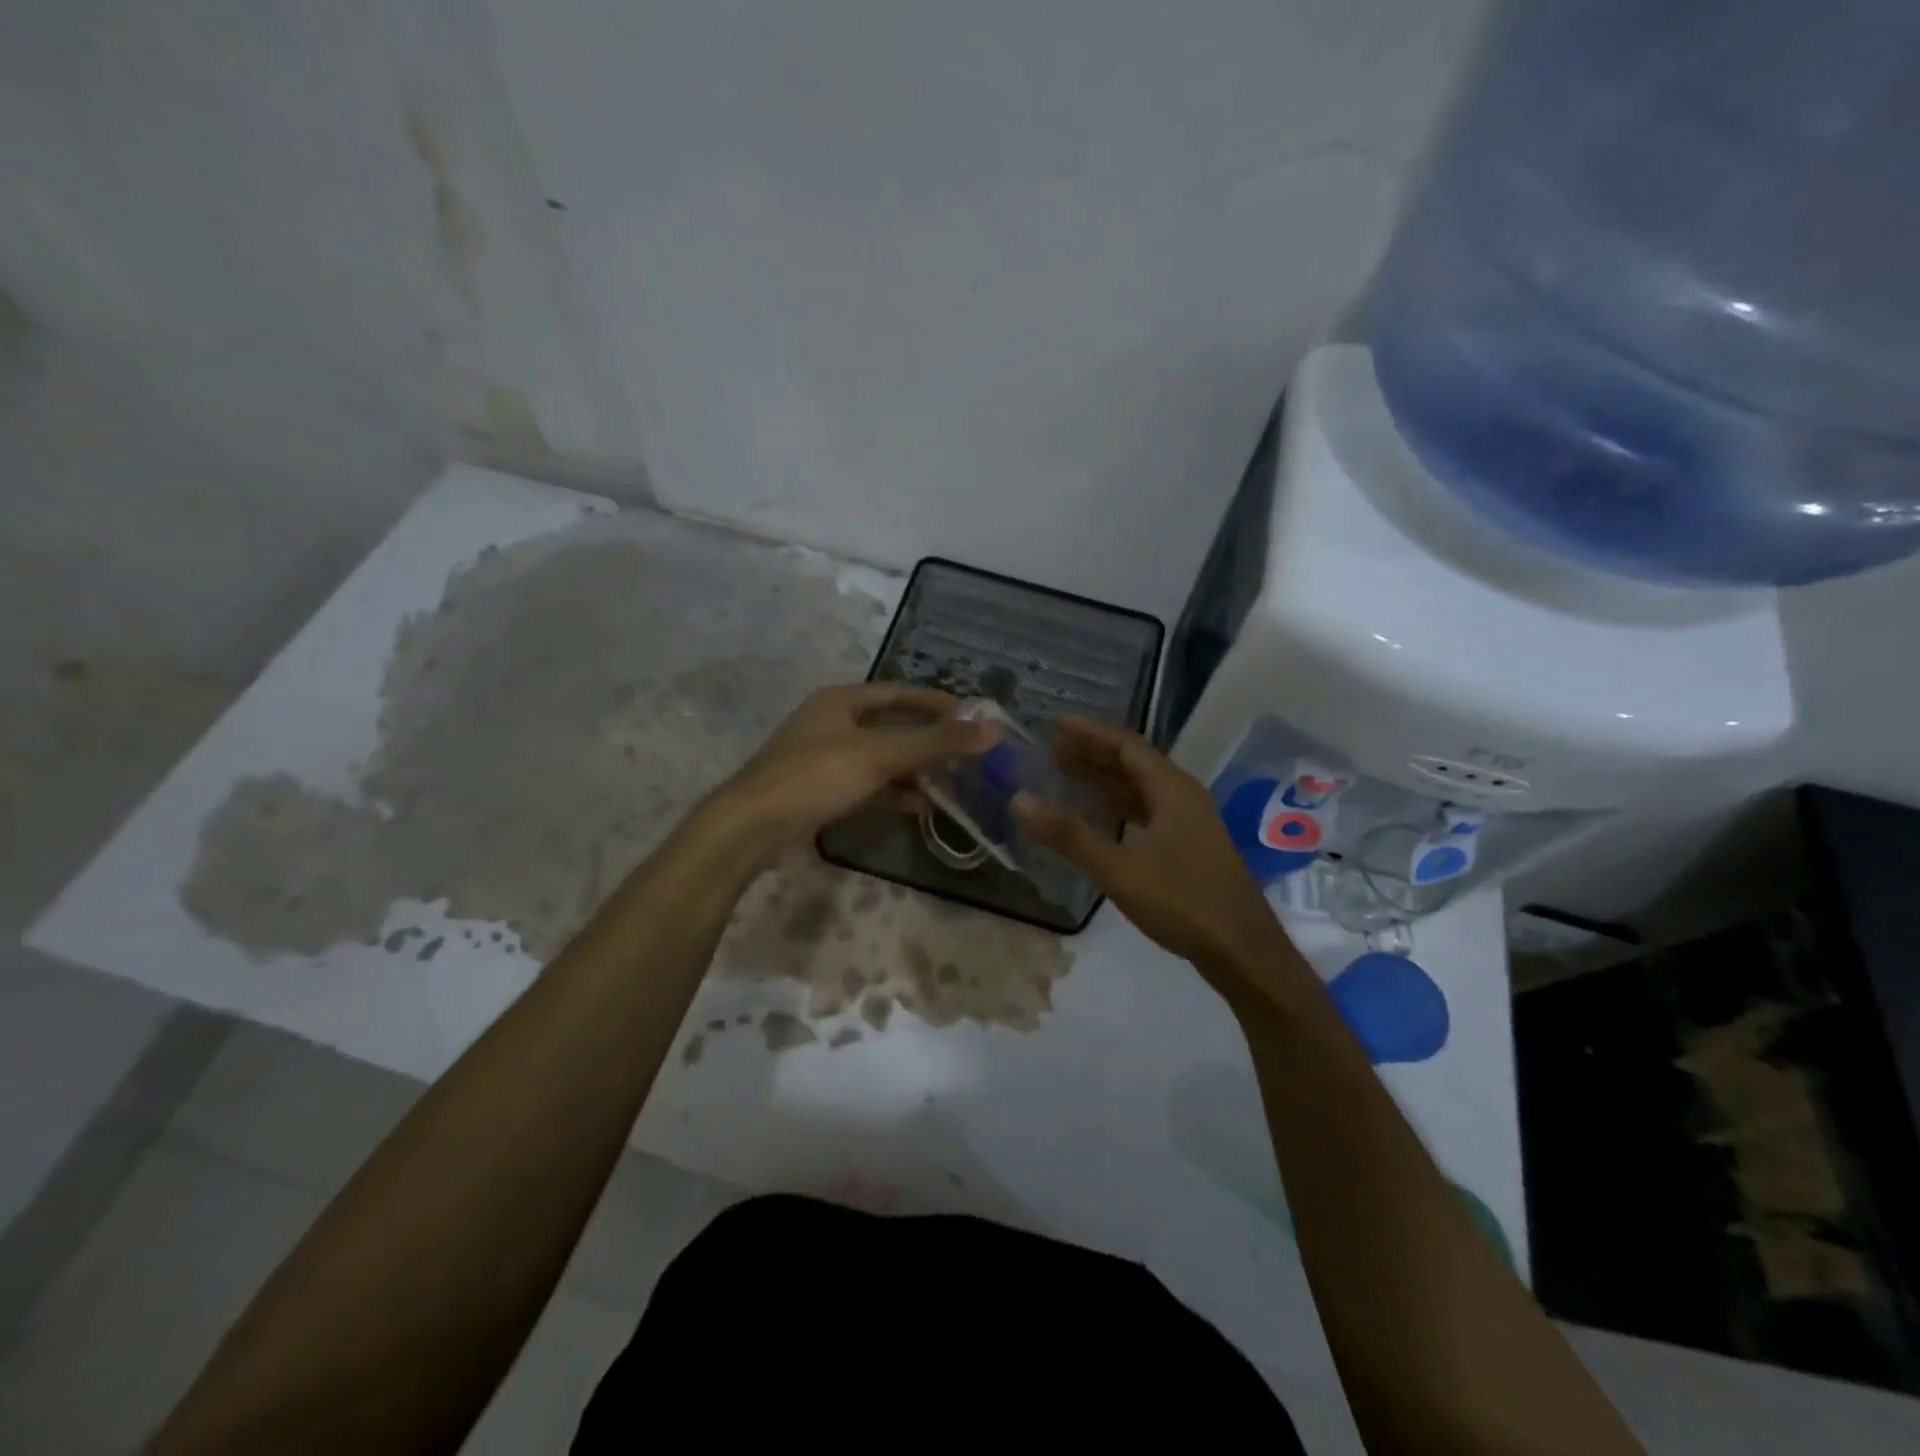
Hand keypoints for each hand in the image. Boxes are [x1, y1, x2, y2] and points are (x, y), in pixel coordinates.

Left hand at [714, 684, 994, 847]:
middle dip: (930, 741)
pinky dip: (895, 792)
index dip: (937, 703)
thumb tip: (991, 730)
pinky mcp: (824, 791)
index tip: (973, 718)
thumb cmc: (816, 775)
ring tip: (954, 783)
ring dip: (916, 770)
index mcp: (842, 701)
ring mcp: (828, 759)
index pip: (900, 693)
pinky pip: (870, 785)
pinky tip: (922, 806)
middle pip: (893, 727)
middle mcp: (834, 724)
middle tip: (968, 754)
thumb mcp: (879, 754)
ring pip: (883, 759)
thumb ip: (935, 742)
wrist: (753, 826)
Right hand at [1014, 718, 1283, 977]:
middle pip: (1134, 764)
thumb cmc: (1183, 902)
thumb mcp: (1119, 870)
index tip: (1056, 725)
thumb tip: (1020, 801)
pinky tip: (1101, 816)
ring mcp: (1189, 823)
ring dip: (1106, 780)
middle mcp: (1183, 797)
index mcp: (1172, 790)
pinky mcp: (1189, 847)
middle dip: (1094, 753)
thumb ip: (1070, 836)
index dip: (1091, 733)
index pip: (1127, 746)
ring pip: (1141, 789)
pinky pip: (1148, 812)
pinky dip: (1120, 807)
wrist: (1243, 951)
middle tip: (1053, 748)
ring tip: (1067, 773)